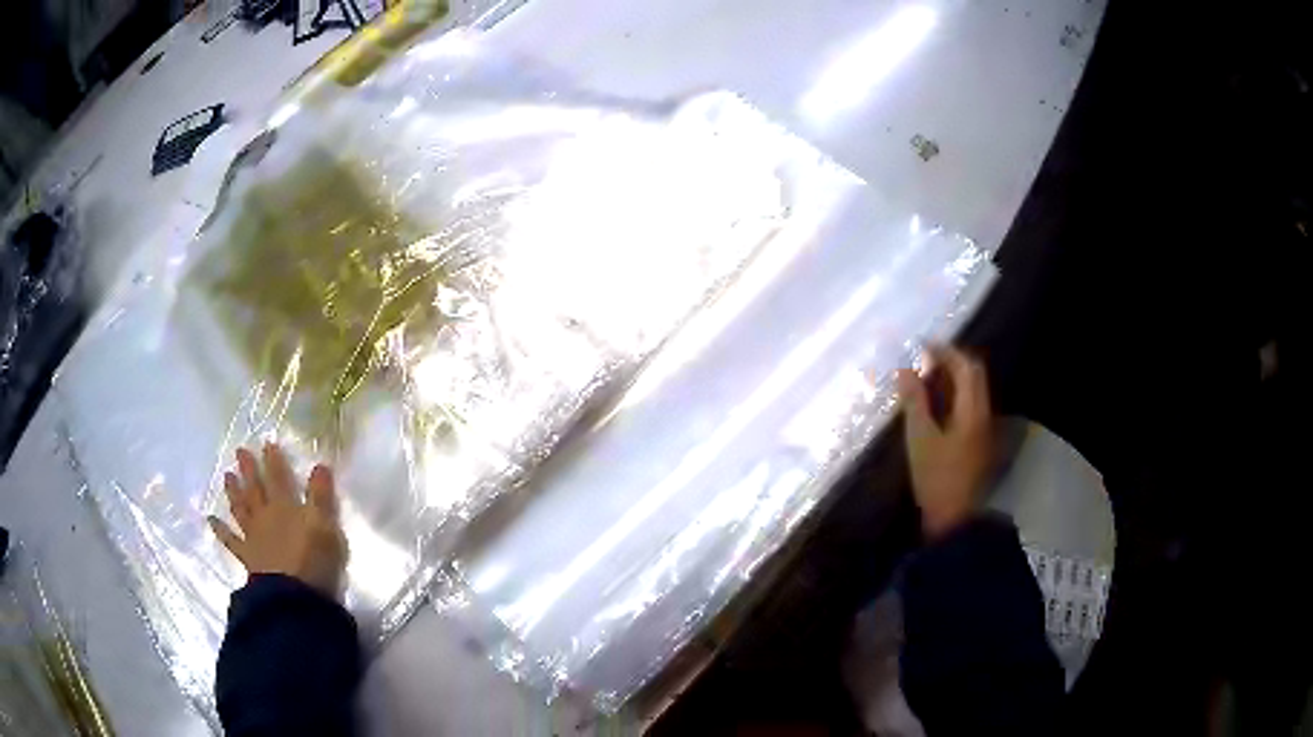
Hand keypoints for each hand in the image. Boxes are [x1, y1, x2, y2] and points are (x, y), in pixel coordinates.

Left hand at [209, 443, 348, 598]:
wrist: (293, 596)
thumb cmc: (313, 560)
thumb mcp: (326, 526)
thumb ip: (321, 496)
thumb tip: (320, 464)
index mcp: (285, 506)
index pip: (279, 478)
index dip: (274, 461)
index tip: (267, 443)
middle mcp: (266, 516)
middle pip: (255, 489)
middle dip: (248, 469)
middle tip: (239, 451)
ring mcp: (253, 536)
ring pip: (241, 509)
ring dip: (233, 492)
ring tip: (227, 476)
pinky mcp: (247, 557)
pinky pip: (231, 540)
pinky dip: (220, 530)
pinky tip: (211, 520)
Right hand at [896, 345, 992, 539]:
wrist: (955, 520)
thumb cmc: (937, 478)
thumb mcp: (920, 438)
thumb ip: (915, 401)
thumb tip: (905, 369)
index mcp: (974, 410)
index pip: (967, 367)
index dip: (946, 351)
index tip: (922, 346)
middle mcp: (984, 414)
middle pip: (973, 377)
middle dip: (950, 363)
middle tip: (923, 361)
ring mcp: (983, 430)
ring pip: (971, 393)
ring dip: (951, 380)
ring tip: (923, 380)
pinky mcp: (978, 443)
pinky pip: (968, 408)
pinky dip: (952, 398)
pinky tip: (933, 407)